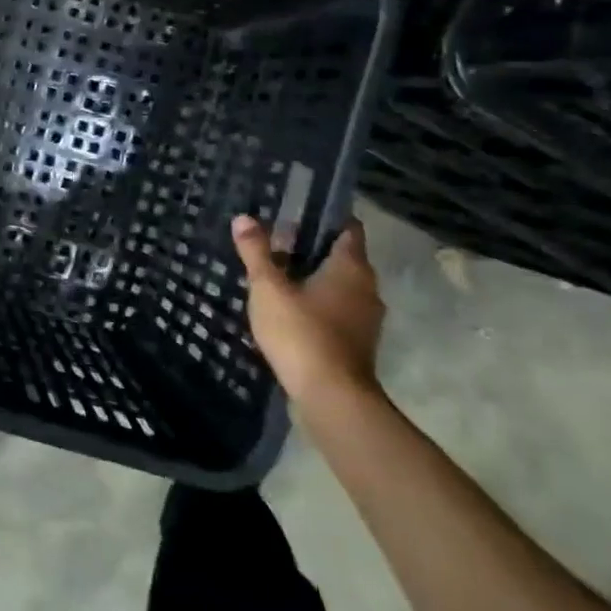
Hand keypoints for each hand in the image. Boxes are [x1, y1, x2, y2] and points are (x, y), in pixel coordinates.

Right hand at [232, 215, 385, 414]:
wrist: (331, 396)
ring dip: (313, 279)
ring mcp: (366, 317)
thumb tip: (243, 218)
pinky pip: (337, 310)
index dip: (325, 218)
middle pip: (342, 257)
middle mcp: (367, 288)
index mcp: (351, 267)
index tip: (296, 214)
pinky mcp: (357, 342)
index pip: (348, 228)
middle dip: (311, 249)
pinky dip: (317, 304)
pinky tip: (289, 310)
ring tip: (276, 277)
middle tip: (274, 245)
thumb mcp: (268, 288)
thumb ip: (256, 252)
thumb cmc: (300, 332)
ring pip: (340, 286)